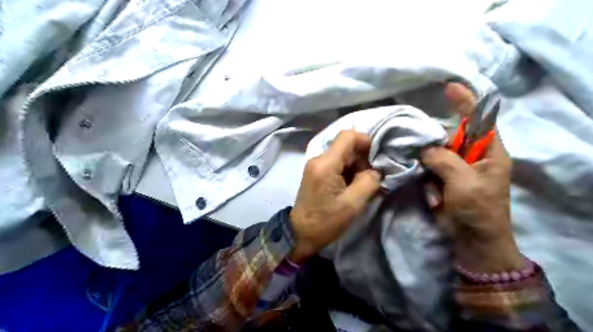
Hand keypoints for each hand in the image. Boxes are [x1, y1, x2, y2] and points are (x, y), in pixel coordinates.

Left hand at [291, 131, 381, 262]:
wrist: (300, 234)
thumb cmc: (326, 221)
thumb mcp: (353, 204)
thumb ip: (369, 181)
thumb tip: (375, 170)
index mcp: (326, 164)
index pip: (347, 136)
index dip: (366, 141)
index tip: (376, 158)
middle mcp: (318, 159)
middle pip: (345, 146)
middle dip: (362, 158)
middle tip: (370, 178)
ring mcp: (314, 166)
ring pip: (341, 155)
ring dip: (355, 167)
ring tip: (361, 185)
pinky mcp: (315, 173)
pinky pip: (335, 164)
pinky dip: (347, 171)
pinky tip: (351, 187)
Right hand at [421, 81, 522, 271]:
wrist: (473, 241)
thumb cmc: (478, 211)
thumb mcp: (465, 183)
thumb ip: (444, 160)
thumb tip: (424, 148)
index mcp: (489, 153)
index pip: (480, 120)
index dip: (466, 102)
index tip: (449, 88)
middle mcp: (472, 157)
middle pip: (451, 137)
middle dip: (435, 141)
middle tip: (419, 145)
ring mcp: (456, 169)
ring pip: (435, 153)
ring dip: (428, 164)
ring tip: (432, 185)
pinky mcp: (443, 180)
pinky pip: (429, 169)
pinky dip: (426, 178)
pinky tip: (432, 195)